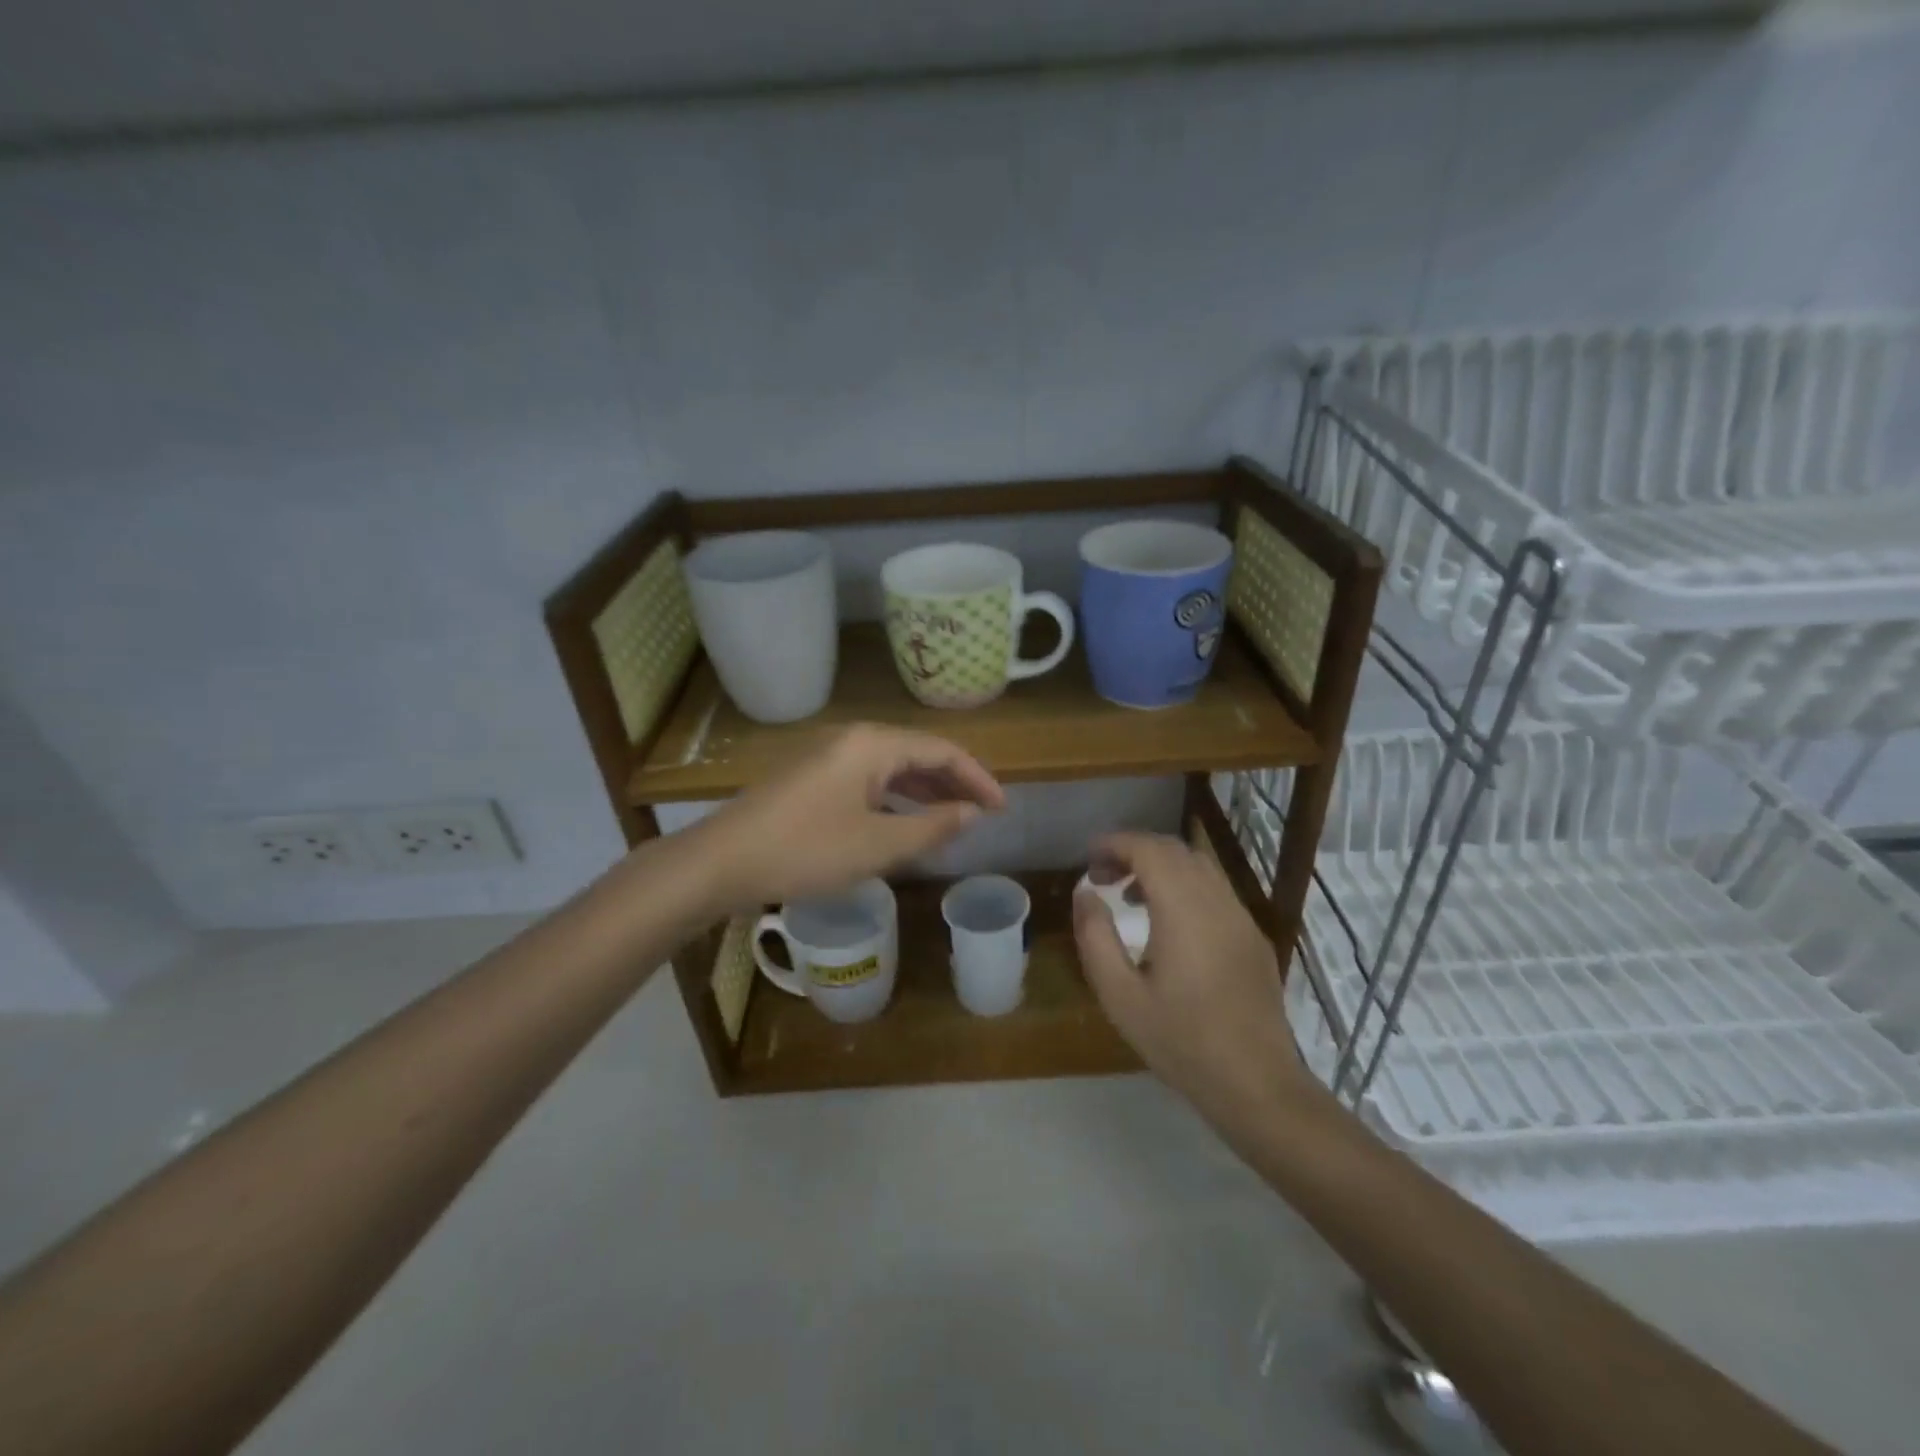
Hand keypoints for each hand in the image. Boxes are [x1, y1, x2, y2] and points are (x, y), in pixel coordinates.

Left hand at [688, 723, 1004, 913]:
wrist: (720, 862)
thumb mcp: (878, 845)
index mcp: (873, 744)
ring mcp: (828, 758)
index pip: (942, 750)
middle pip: (917, 754)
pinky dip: (895, 799)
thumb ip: (932, 827)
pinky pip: (868, 781)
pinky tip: (904, 823)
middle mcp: (853, 740)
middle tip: (983, 815)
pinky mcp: (812, 779)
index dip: (977, 778)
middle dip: (954, 783)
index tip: (1002, 809)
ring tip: (953, 820)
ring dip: (925, 792)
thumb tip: (972, 813)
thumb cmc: (805, 850)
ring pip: (891, 768)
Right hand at [1073, 832, 1319, 1130]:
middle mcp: (1217, 901)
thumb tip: (1085, 894)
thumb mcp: (1119, 995)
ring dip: (1161, 867)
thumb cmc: (1181, 1041)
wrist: (1256, 1083)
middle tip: (1102, 876)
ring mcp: (1242, 917)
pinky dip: (1184, 886)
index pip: (1149, 849)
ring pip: (1199, 867)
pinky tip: (1168, 925)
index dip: (1115, 843)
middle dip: (1135, 851)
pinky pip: (1215, 891)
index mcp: (1184, 909)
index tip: (1088, 857)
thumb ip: (1095, 937)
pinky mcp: (1253, 937)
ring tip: (1130, 897)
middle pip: (1175, 850)